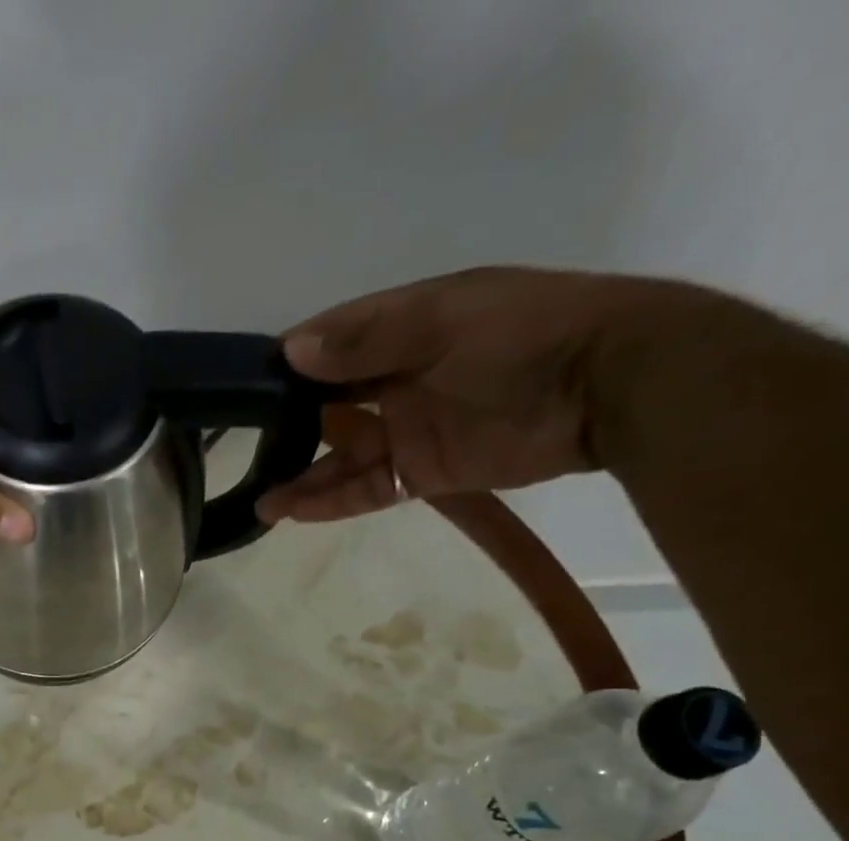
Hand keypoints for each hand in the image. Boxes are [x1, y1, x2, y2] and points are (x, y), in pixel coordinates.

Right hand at [258, 268, 658, 522]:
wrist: (609, 388)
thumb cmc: (526, 335)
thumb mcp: (444, 321)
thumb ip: (369, 338)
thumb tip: (291, 350)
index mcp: (400, 327)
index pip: (328, 343)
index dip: (286, 363)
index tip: (242, 388)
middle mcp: (395, 378)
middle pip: (325, 403)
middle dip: (284, 425)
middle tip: (239, 449)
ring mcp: (407, 429)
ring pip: (340, 456)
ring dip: (301, 475)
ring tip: (260, 500)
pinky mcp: (422, 472)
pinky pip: (366, 489)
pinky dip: (331, 501)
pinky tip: (292, 511)